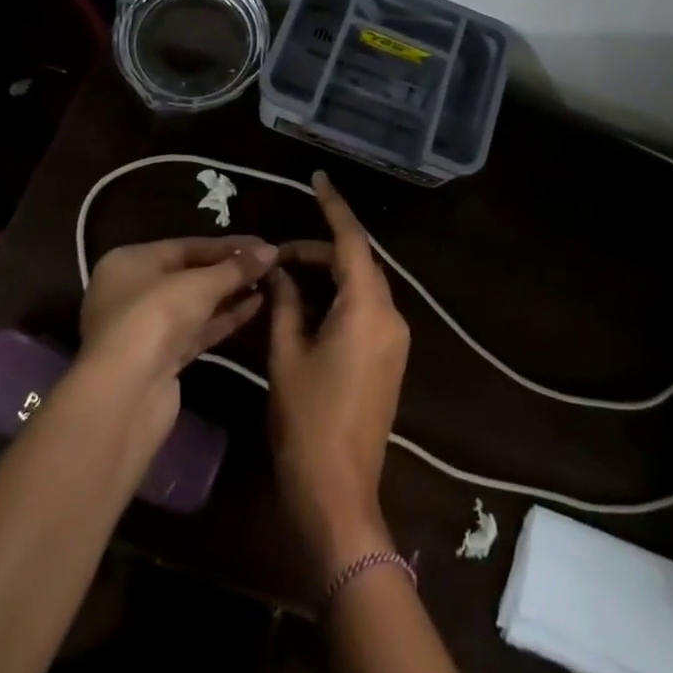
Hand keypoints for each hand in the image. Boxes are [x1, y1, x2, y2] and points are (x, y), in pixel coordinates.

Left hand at [80, 237, 278, 393]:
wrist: (125, 394)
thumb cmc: (155, 317)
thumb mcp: (200, 284)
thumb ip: (237, 267)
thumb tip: (272, 251)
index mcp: (130, 262)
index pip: (187, 246)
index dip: (227, 246)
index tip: (262, 244)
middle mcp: (132, 292)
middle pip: (190, 274)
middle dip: (230, 271)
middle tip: (268, 265)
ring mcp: (145, 328)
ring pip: (195, 305)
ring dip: (231, 295)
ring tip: (268, 284)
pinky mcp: (160, 360)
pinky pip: (197, 330)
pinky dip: (224, 318)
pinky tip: (256, 307)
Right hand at [268, 173, 410, 577]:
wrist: (339, 494)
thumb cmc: (307, 422)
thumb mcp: (286, 356)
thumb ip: (284, 303)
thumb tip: (278, 271)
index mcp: (367, 308)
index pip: (351, 241)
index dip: (334, 206)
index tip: (319, 178)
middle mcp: (389, 314)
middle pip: (356, 263)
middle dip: (319, 251)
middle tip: (277, 254)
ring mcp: (394, 338)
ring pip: (361, 286)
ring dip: (328, 275)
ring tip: (285, 277)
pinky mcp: (390, 358)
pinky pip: (366, 310)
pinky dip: (338, 298)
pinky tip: (306, 305)